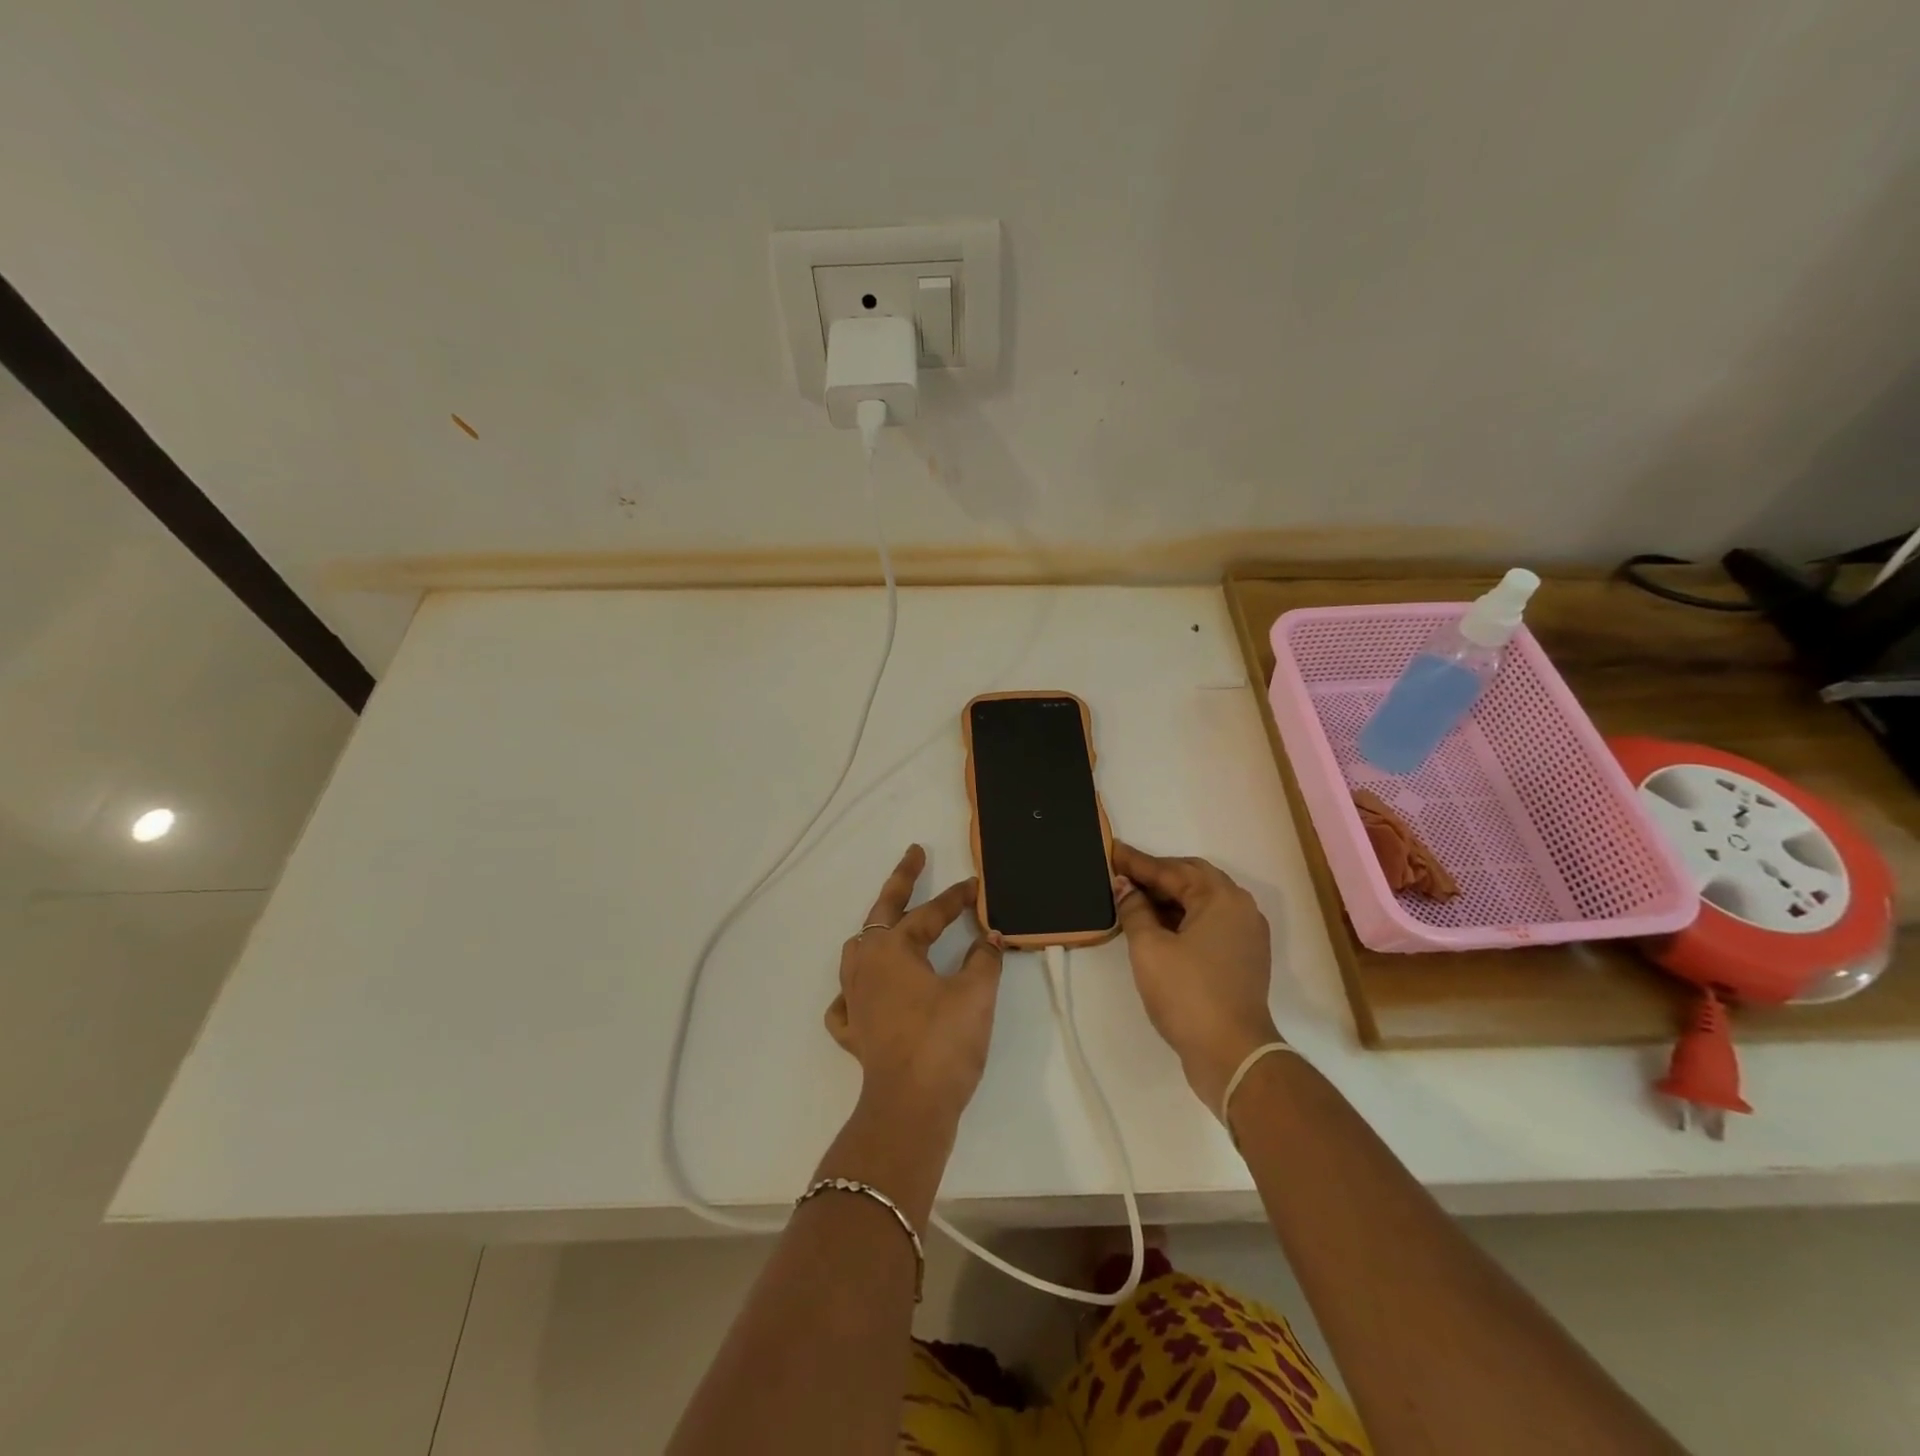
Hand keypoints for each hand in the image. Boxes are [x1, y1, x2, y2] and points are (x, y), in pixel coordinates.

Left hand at [824, 845, 1004, 1129]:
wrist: (910, 1108)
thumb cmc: (943, 1042)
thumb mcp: (976, 994)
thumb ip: (984, 959)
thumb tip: (990, 938)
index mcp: (892, 949)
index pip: (929, 913)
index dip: (956, 898)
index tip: (977, 886)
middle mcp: (865, 965)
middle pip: (882, 913)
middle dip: (901, 881)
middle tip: (915, 855)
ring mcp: (853, 999)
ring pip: (858, 951)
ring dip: (877, 932)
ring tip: (893, 925)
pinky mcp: (853, 1031)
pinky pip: (847, 1000)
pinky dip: (856, 990)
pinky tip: (866, 994)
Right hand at [1112, 841, 1281, 1112]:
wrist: (1232, 1054)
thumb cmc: (1187, 994)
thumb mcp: (1149, 948)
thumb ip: (1134, 909)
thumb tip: (1124, 886)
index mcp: (1220, 897)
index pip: (1170, 870)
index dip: (1137, 862)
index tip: (1111, 850)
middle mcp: (1240, 907)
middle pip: (1192, 878)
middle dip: (1156, 874)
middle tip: (1123, 872)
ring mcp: (1246, 933)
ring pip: (1202, 900)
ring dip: (1170, 896)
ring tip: (1134, 896)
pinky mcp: (1243, 956)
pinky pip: (1210, 921)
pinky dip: (1183, 916)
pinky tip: (1158, 924)